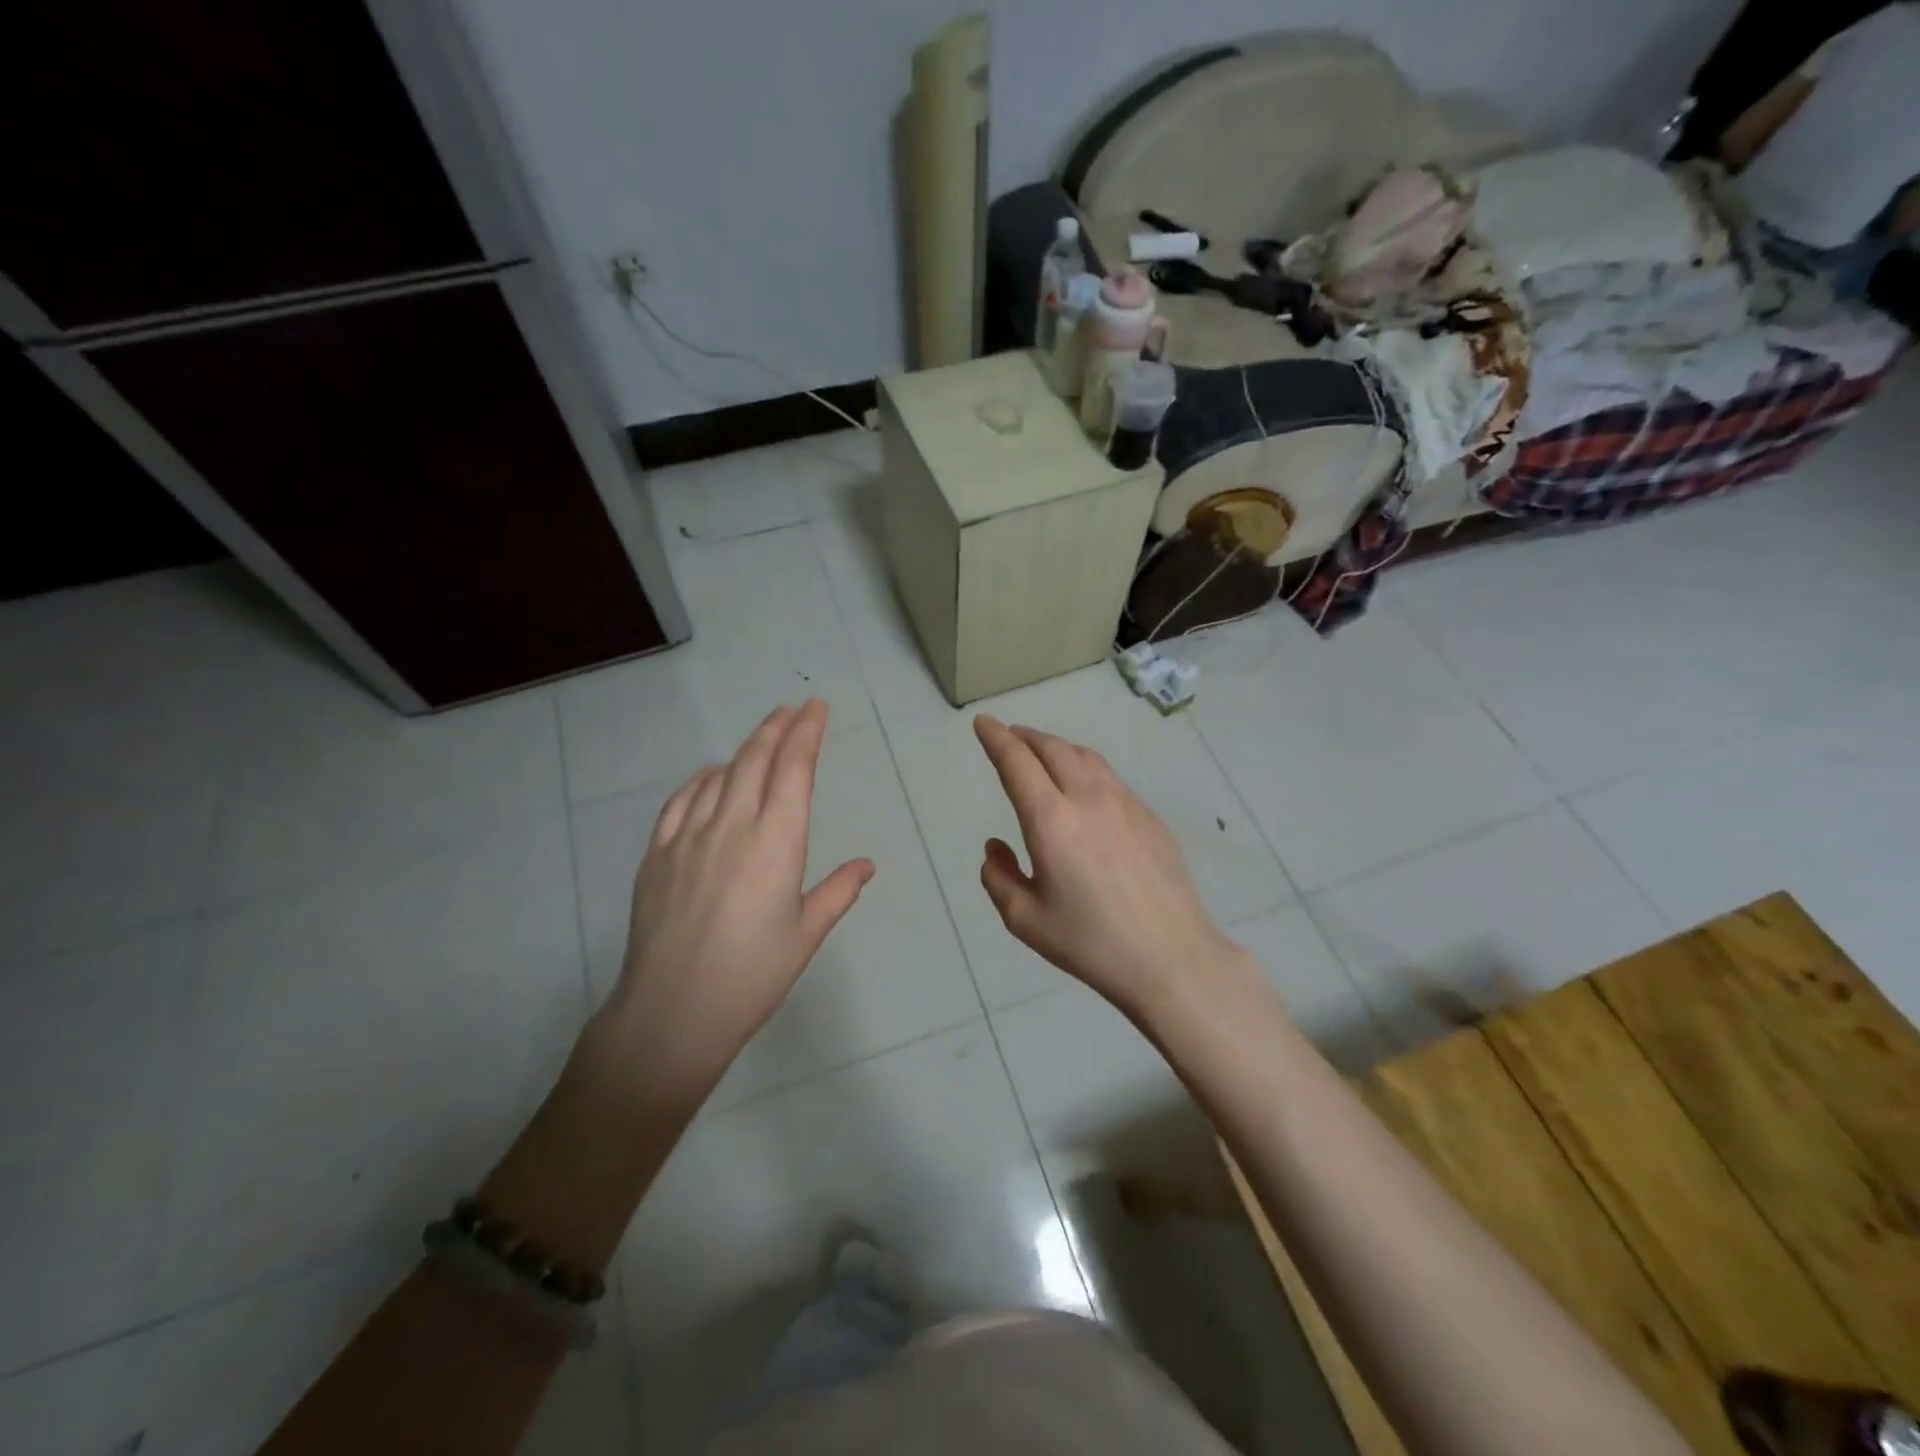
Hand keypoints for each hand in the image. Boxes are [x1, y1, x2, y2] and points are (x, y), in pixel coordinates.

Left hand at [601, 700, 873, 1082]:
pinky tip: (710, 777)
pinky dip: (701, 780)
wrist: (672, 1012)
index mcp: (777, 842)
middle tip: (793, 709)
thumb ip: (837, 891)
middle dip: (777, 727)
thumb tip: (866, 865)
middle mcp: (732, 826)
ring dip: (743, 751)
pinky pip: (680, 802)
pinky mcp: (656, 855)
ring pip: (719, 775)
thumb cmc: (752, 976)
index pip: (794, 769)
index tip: (817, 708)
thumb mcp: (806, 934)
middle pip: (755, 759)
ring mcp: (688, 837)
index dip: (806, 732)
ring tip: (760, 741)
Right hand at [973, 714, 1242, 1015]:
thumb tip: (996, 847)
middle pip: (1052, 748)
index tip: (983, 723)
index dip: (995, 737)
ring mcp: (1125, 803)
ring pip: (1084, 756)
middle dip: (1025, 736)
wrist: (1171, 956)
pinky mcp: (1149, 816)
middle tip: (1009, 736)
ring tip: (1043, 755)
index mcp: (1050, 820)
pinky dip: (1085, 768)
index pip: (1016, 762)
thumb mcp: (1025, 920)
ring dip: (1056, 748)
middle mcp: (1087, 798)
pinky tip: (1084, 790)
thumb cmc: (1090, 942)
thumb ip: (998, 877)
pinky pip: (1109, 778)